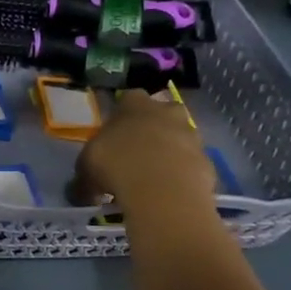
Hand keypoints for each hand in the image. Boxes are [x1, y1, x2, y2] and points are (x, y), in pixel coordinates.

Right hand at [75, 89, 219, 215]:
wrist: (163, 190)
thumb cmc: (116, 166)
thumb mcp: (86, 170)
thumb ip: (86, 174)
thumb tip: (83, 189)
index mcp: (134, 105)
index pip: (129, 98)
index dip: (122, 114)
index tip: (114, 132)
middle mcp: (166, 112)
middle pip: (161, 113)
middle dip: (152, 128)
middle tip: (136, 151)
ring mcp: (191, 134)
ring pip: (179, 137)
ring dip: (168, 151)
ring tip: (152, 176)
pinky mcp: (206, 159)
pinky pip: (190, 163)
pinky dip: (181, 173)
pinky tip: (167, 191)